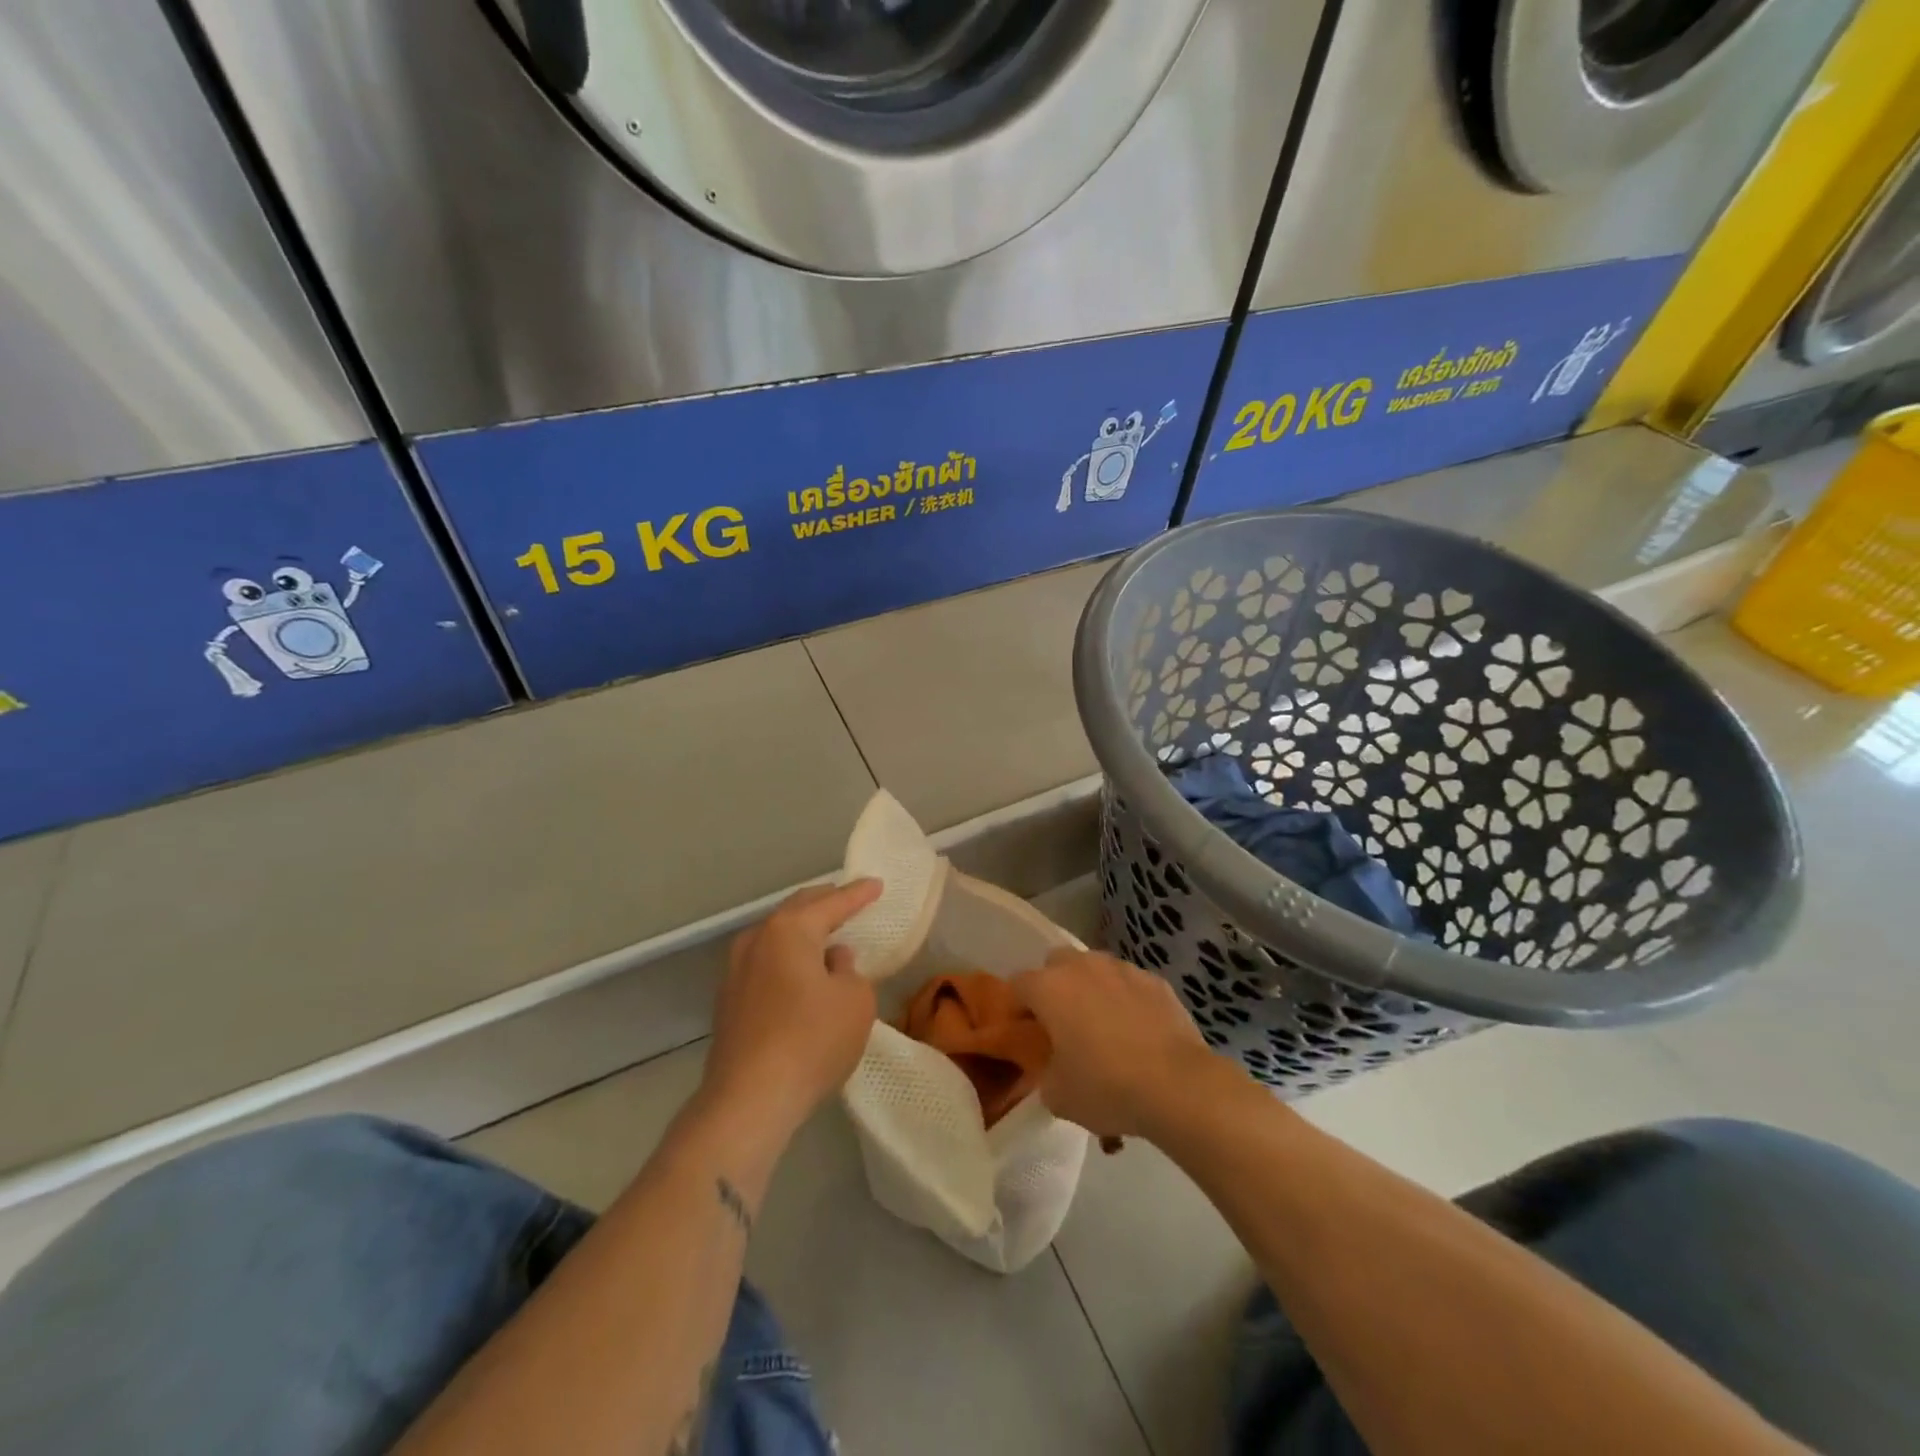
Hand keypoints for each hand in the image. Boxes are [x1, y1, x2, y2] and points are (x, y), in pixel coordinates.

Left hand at [700, 880, 882, 1138]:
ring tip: (826, 932)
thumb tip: (832, 960)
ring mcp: (736, 970)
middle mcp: (758, 939)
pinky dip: (787, 957)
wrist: (748, 1100)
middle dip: (824, 903)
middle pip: (796, 910)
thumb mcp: (855, 1001)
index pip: (832, 903)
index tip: (876, 884)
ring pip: (776, 936)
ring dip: (802, 931)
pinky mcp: (729, 1001)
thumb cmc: (811, 1041)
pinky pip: (766, 962)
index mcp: (790, 930)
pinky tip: (800, 971)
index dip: (858, 894)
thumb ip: (850, 971)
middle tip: (849, 899)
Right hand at [1012, 949, 1217, 1140]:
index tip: (1024, 1033)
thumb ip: (1044, 1073)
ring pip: (1095, 968)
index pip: (1017, 984)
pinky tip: (1136, 1031)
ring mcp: (1122, 969)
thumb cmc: (1106, 1087)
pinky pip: (1129, 984)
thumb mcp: (1058, 1096)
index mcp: (1049, 988)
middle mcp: (1082, 966)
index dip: (1017, 1008)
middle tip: (1061, 1023)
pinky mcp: (1156, 981)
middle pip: (1055, 964)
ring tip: (1102, 1025)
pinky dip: (1126, 999)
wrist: (1178, 1085)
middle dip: (1054, 987)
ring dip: (1091, 988)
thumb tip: (1053, 1067)